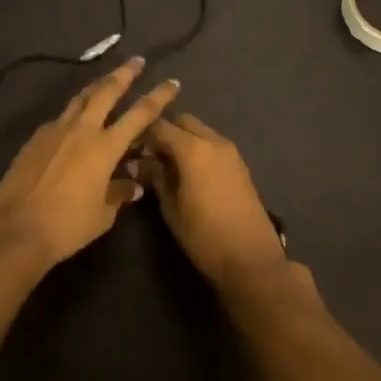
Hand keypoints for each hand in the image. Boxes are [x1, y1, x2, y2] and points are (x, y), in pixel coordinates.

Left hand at [0, 58, 180, 266]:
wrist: (16, 229)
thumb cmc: (67, 225)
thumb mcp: (103, 214)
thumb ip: (119, 193)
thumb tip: (132, 184)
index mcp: (105, 147)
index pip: (140, 114)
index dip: (158, 97)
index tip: (172, 83)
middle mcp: (82, 130)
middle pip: (106, 91)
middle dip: (124, 74)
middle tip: (136, 61)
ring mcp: (55, 130)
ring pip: (80, 98)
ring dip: (96, 86)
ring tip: (106, 79)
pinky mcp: (35, 139)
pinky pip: (60, 118)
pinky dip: (73, 114)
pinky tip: (74, 121)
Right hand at [139, 112, 286, 287]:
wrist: (251, 258)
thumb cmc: (204, 236)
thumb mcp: (171, 208)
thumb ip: (156, 178)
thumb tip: (139, 163)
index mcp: (193, 149)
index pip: (160, 126)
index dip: (141, 134)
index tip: (128, 148)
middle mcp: (213, 141)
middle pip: (183, 122)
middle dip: (164, 132)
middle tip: (149, 156)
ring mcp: (230, 152)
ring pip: (200, 131)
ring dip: (182, 140)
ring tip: (167, 166)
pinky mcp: (240, 165)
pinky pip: (213, 145)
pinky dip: (198, 149)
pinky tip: (188, 173)